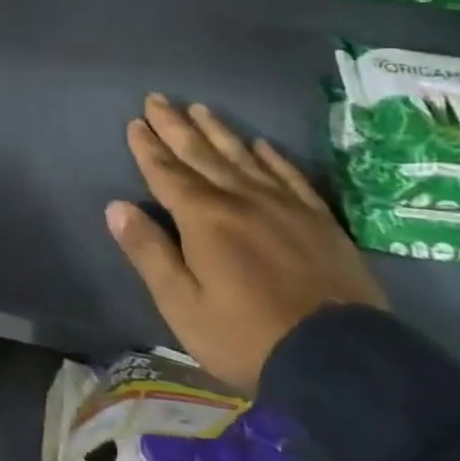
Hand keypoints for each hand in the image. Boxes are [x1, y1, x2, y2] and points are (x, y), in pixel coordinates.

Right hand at [105, 95, 387, 392]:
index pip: (167, 172)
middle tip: (157, 98)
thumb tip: (117, 206)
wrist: (343, 362)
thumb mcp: (181, 303)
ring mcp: (285, 207)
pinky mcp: (320, 222)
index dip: (148, 147)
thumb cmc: (246, 336)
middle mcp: (241, 200)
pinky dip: (272, 157)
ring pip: (243, 157)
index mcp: (204, 218)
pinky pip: (290, 177)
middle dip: (176, 126)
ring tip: (200, 108)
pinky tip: (261, 144)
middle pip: (202, 154)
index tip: (134, 121)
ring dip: (218, 132)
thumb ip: (148, 251)